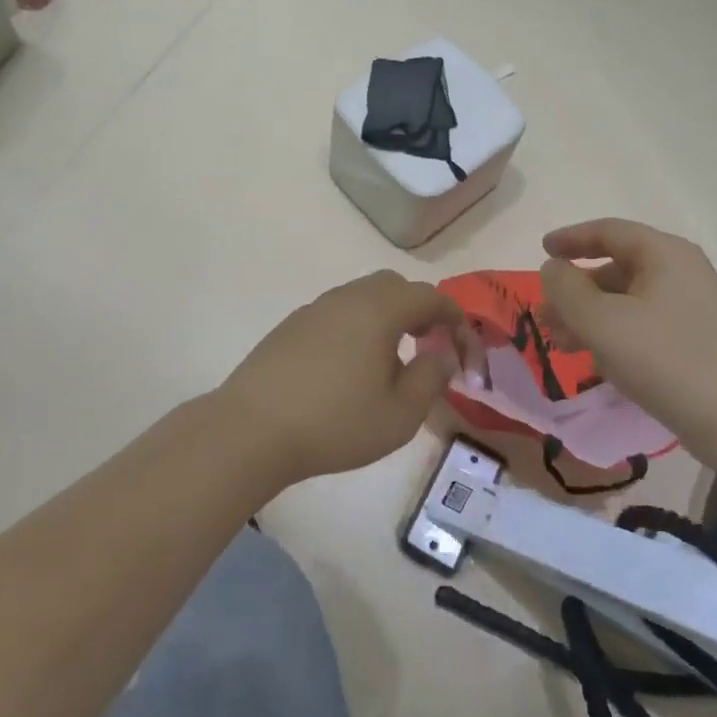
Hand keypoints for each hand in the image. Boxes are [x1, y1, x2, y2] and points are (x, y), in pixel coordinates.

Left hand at [216, 271, 467, 485]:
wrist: (252, 429)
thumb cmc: (336, 422)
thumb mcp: (400, 413)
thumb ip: (431, 378)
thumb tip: (442, 355)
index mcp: (379, 310)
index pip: (429, 296)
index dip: (453, 316)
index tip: (463, 343)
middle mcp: (347, 298)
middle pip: (393, 286)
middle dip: (419, 309)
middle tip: (429, 343)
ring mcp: (314, 309)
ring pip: (362, 298)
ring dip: (386, 318)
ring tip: (391, 358)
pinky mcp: (291, 327)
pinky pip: (336, 314)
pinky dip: (357, 327)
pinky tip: (350, 366)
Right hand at [538, 218, 716, 454]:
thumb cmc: (665, 359)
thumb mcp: (601, 321)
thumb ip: (566, 289)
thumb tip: (553, 268)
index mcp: (663, 253)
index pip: (608, 231)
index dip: (570, 238)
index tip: (542, 250)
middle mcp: (681, 272)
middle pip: (616, 267)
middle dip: (575, 289)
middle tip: (544, 313)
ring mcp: (693, 307)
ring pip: (628, 300)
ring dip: (590, 316)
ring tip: (560, 343)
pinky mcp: (698, 340)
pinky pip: (644, 324)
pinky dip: (614, 334)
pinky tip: (597, 361)